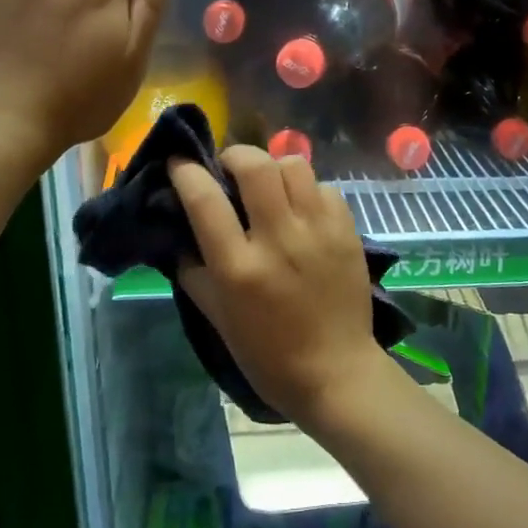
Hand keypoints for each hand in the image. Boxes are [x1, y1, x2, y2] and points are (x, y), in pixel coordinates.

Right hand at [169, 147, 387, 427]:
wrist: (336, 372)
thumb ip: (194, 270)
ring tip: (270, 187)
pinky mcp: (347, 232)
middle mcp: (279, 240)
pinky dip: (307, 190)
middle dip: (235, 155)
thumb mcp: (217, 318)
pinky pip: (324, 187)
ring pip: (294, 165)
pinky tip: (302, 210)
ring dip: (274, 168)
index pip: (205, 200)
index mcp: (239, 268)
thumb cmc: (267, 354)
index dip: (186, 171)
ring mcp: (318, 232)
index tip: (179, 161)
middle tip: (229, 168)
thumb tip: (180, 231)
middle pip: (255, 166)